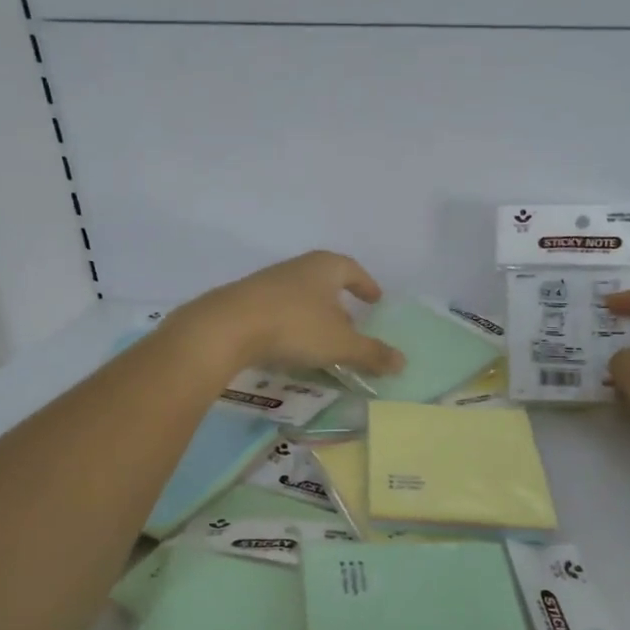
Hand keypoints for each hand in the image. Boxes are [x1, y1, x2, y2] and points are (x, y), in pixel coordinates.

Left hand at [167, 251, 405, 377]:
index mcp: (324, 267)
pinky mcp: (245, 302)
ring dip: (315, 315)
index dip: (366, 285)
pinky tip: (291, 346)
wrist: (226, 328)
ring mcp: (267, 282)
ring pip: (301, 296)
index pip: (352, 270)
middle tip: (352, 325)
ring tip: (323, 340)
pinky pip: (279, 311)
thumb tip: (403, 362)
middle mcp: (297, 267)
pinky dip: (292, 325)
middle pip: (325, 282)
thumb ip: (372, 353)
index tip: (376, 300)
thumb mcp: (340, 344)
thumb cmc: (294, 327)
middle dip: (340, 303)